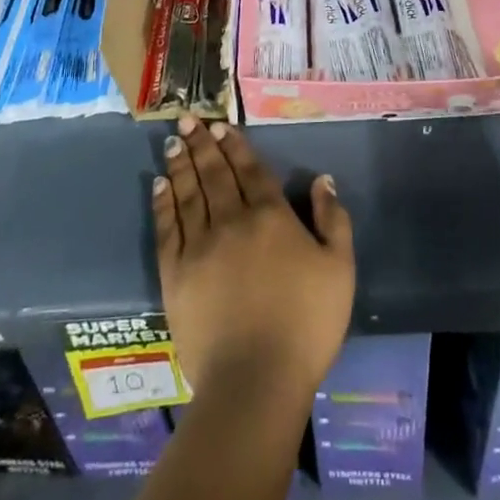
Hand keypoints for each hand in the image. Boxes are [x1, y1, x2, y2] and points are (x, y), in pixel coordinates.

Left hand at [154, 116, 353, 401]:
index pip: (250, 170)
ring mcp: (200, 246)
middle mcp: (232, 220)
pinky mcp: (175, 274)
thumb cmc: (306, 324)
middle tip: (188, 119)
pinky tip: (160, 185)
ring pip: (189, 193)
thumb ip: (333, 220)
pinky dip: (164, 203)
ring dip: (181, 164)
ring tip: (174, 141)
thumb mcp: (340, 269)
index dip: (235, 145)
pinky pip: (167, 228)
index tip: (220, 125)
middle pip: (214, 173)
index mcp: (271, 216)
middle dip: (202, 144)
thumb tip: (323, 180)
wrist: (255, 380)